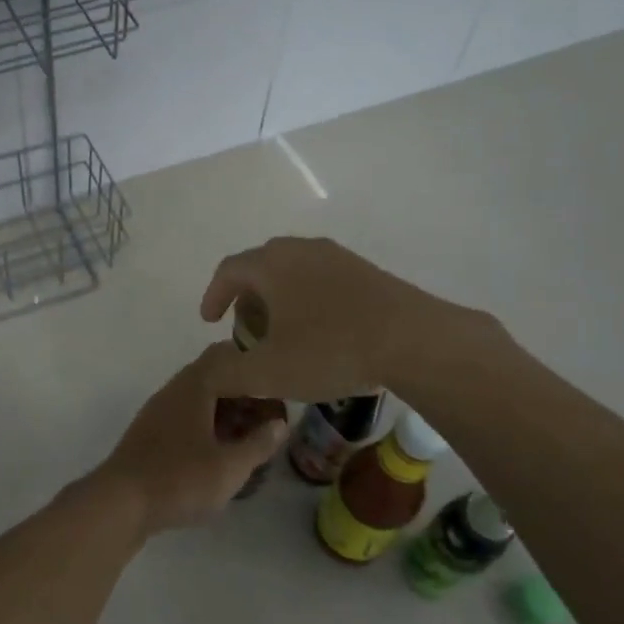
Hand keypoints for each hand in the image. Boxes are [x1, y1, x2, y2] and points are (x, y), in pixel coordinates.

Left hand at [91, 343, 289, 536]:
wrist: (119, 503)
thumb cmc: (179, 479)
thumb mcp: (229, 467)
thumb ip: (258, 443)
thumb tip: (280, 424)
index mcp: (194, 385)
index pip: (228, 355)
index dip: (256, 366)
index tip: (279, 384)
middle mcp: (175, 390)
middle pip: (215, 377)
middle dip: (244, 394)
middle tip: (271, 418)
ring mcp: (159, 412)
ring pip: (200, 400)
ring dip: (227, 413)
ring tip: (250, 438)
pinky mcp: (150, 435)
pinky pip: (187, 419)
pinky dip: (209, 427)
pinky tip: (220, 453)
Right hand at [199, 236, 492, 400]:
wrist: (413, 340)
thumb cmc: (330, 350)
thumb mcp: (268, 372)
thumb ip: (229, 373)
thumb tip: (211, 372)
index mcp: (272, 264)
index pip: (229, 270)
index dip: (213, 295)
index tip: (209, 321)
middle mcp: (302, 250)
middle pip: (262, 266)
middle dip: (246, 296)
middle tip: (246, 328)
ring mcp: (339, 257)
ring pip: (295, 271)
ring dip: (279, 297)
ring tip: (282, 331)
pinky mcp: (367, 271)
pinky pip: (323, 279)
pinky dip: (308, 299)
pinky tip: (321, 331)